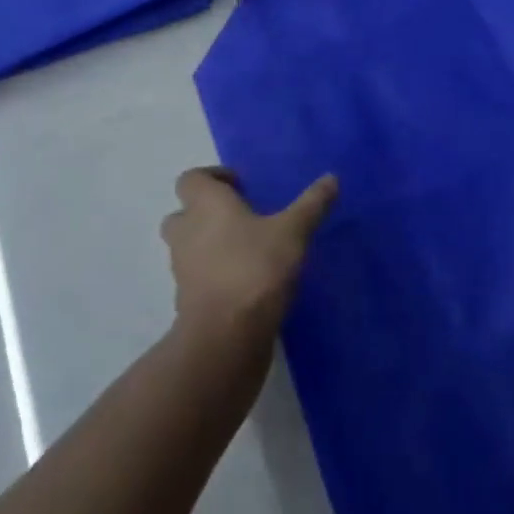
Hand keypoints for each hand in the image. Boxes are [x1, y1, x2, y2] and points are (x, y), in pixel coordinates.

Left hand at [161, 167, 336, 342]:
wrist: (225, 336)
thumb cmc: (256, 267)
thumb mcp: (293, 231)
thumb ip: (311, 204)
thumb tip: (332, 178)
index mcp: (206, 205)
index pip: (191, 179)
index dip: (213, 178)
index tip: (241, 186)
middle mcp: (187, 232)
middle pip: (183, 213)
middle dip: (206, 212)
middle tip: (240, 216)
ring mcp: (182, 269)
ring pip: (188, 246)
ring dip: (209, 244)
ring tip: (248, 249)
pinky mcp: (187, 300)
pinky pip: (197, 277)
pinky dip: (214, 274)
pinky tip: (246, 280)